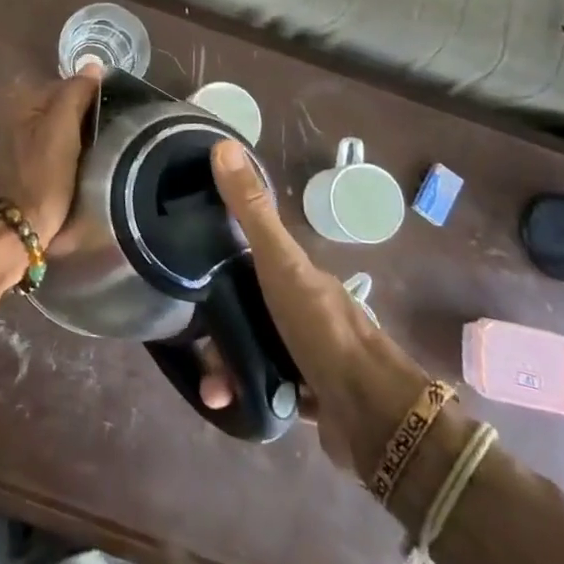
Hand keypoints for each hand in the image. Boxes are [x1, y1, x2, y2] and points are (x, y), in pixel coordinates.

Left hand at [0, 64, 102, 244]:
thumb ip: (75, 94)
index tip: (115, 111)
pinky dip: (67, 156)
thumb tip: (93, 64)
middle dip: (83, 116)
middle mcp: (15, 117)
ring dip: (77, 138)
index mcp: (23, 102)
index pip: (66, 85)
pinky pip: (52, 152)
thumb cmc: (41, 177)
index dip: (91, 95)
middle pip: (61, 108)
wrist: (14, 232)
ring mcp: (16, 145)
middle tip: (111, 133)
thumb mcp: (61, 130)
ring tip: (101, 151)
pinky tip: (81, 168)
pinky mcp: (22, 170)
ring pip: (57, 131)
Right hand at [205, 140, 427, 476]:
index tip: (188, 273)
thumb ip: (252, 211)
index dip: (219, 263)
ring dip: (228, 368)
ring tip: (212, 386)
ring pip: (256, 352)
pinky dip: (247, 395)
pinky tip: (231, 403)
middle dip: (219, 328)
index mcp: (299, 276)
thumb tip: (223, 145)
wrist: (375, 419)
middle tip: (197, 345)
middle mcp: (306, 311)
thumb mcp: (281, 264)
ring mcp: (311, 356)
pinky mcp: (312, 399)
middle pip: (250, 309)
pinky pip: (269, 391)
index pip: (251, 259)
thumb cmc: (322, 330)